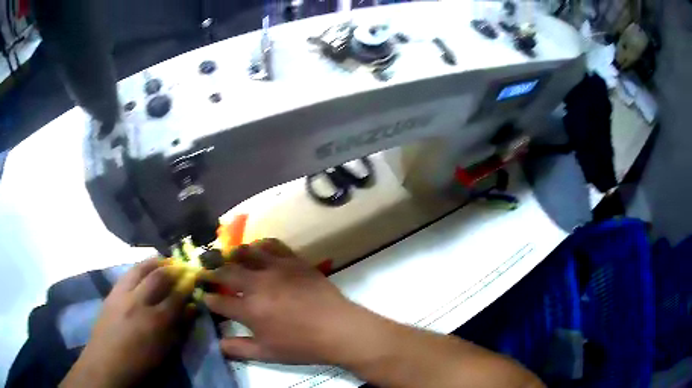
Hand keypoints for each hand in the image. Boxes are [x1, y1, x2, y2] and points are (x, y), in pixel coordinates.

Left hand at [61, 259, 196, 387]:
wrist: (107, 361)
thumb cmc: (141, 363)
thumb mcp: (166, 351)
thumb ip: (179, 327)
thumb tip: (192, 308)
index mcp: (156, 321)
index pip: (177, 295)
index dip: (188, 284)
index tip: (196, 276)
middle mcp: (139, 301)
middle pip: (159, 276)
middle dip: (174, 268)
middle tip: (183, 265)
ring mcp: (123, 293)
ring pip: (141, 268)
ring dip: (156, 262)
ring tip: (165, 261)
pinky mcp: (112, 291)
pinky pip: (129, 272)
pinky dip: (140, 267)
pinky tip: (145, 268)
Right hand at [202, 239, 370, 364]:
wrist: (338, 329)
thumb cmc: (302, 345)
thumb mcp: (267, 354)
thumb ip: (239, 349)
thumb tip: (218, 344)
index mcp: (249, 309)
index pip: (219, 301)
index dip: (209, 299)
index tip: (205, 297)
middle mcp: (257, 284)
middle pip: (227, 272)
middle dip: (213, 271)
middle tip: (208, 270)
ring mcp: (276, 269)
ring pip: (246, 252)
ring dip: (233, 254)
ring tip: (229, 257)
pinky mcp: (293, 260)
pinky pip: (273, 245)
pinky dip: (261, 245)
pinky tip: (258, 248)